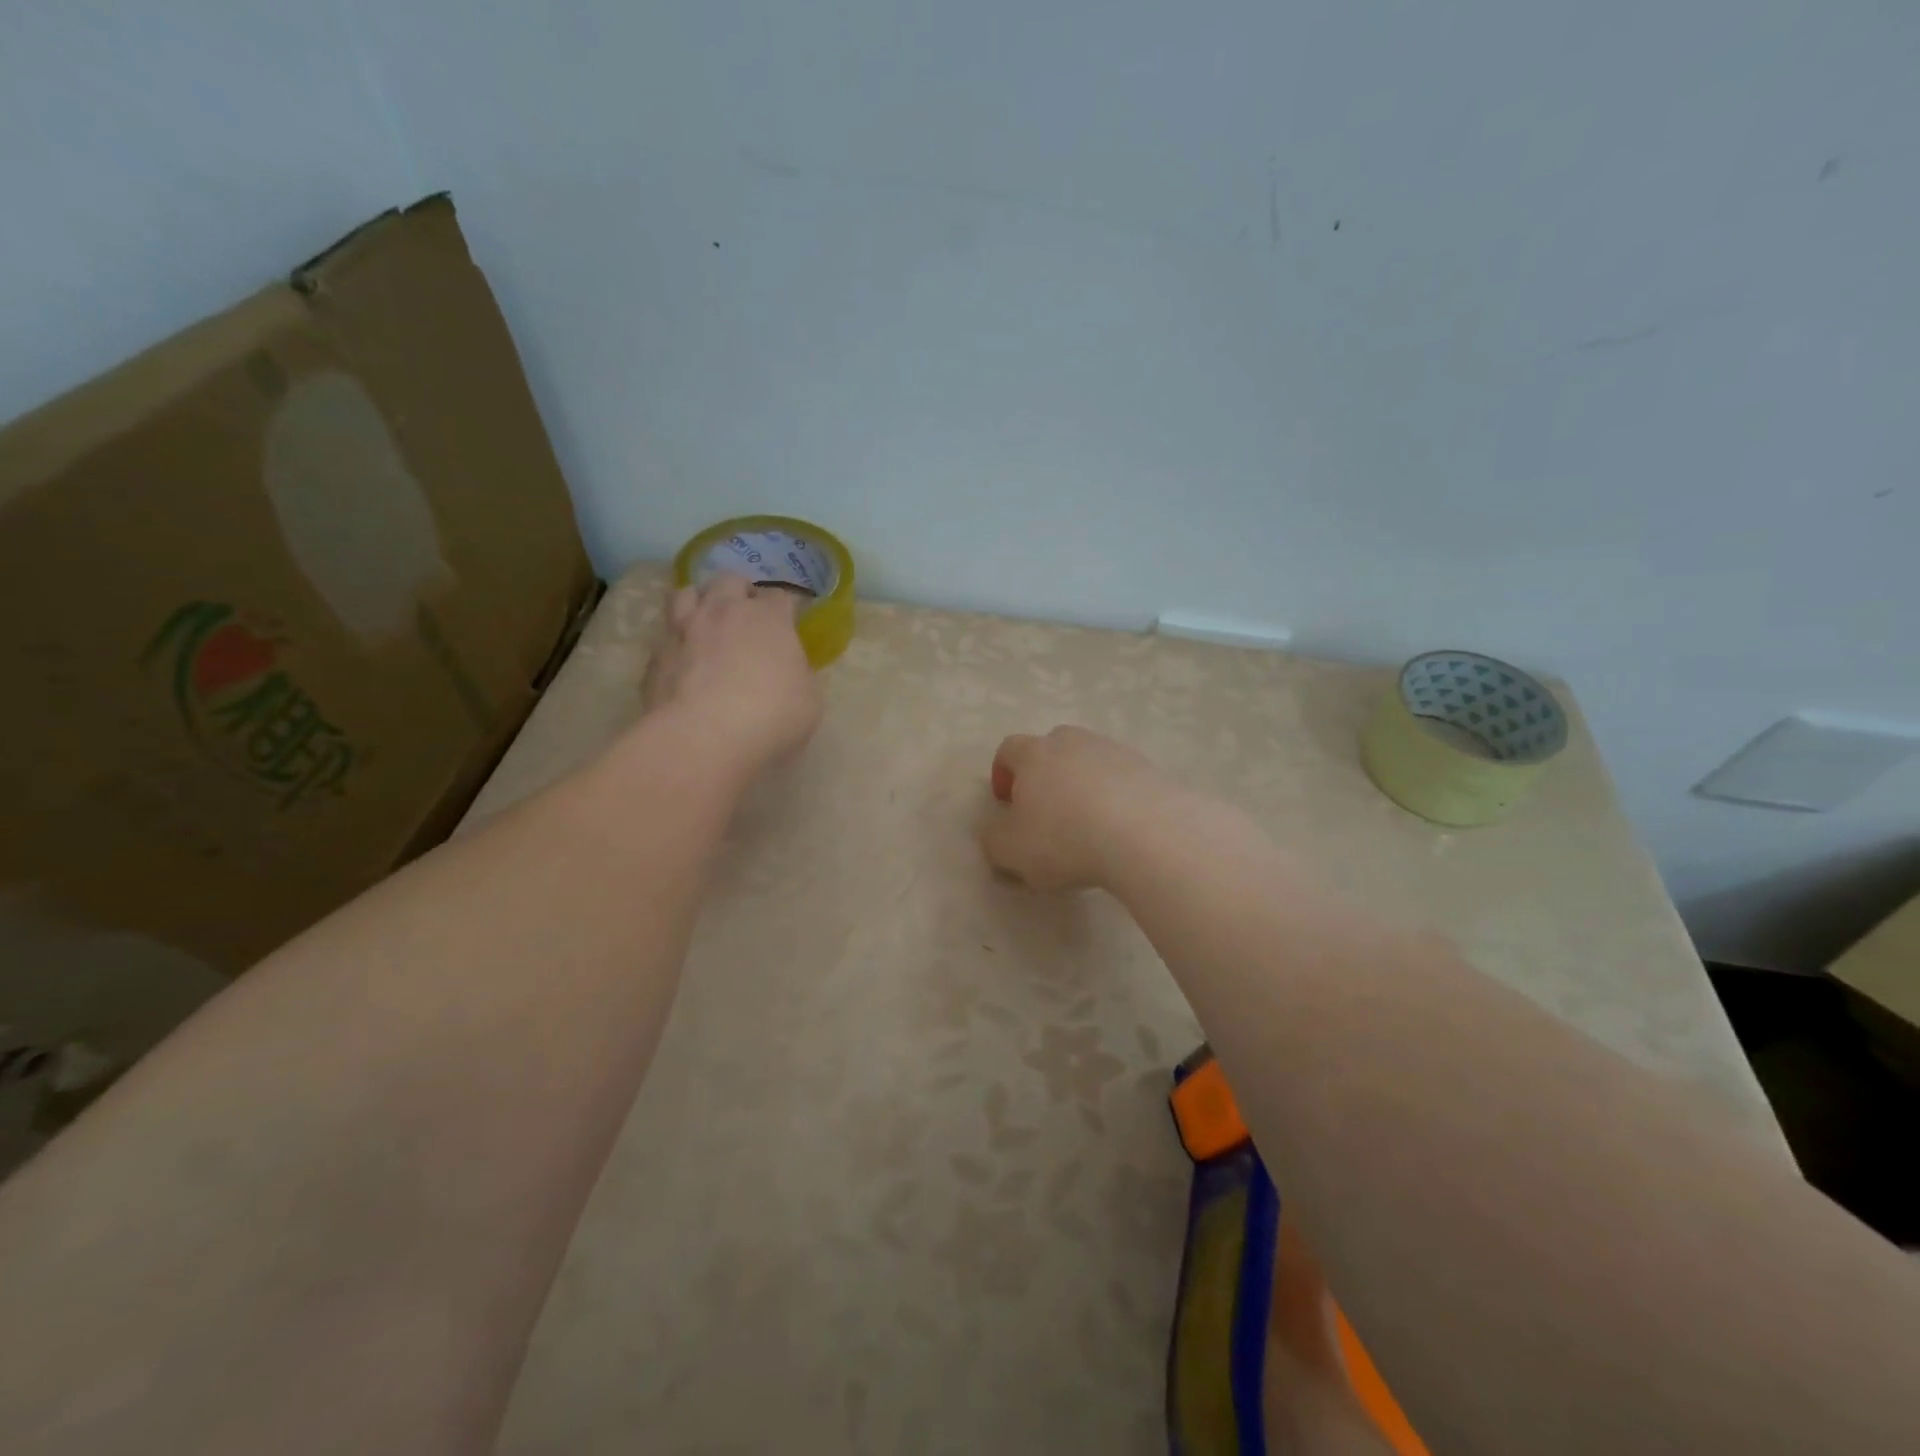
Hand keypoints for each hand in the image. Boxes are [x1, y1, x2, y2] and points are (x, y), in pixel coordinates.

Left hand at [641, 574, 822, 775]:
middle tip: (746, 616)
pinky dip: (676, 643)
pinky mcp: (655, 656)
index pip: (779, 596)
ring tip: (706, 624)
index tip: (788, 623)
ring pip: (685, 594)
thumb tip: (790, 672)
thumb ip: (799, 676)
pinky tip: (683, 663)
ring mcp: (684, 630)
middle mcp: (724, 612)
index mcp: (768, 618)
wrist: (704, 737)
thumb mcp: (809, 700)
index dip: (784, 609)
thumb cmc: (771, 716)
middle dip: (739, 593)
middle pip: (729, 580)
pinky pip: (665, 636)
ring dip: (699, 603)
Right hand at [978, 726, 1179, 890]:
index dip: (1003, 774)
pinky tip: (1120, 831)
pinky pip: (1122, 780)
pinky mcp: (1150, 769)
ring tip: (1088, 826)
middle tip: (1047, 814)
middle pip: (1052, 748)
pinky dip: (1116, 799)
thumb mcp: (1010, 850)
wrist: (1147, 835)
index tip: (1007, 805)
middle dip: (1045, 776)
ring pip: (1090, 763)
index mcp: (1034, 753)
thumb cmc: (1065, 839)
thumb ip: (992, 839)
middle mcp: (1074, 742)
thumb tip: (997, 831)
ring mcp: (1115, 752)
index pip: (1009, 749)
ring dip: (1083, 787)